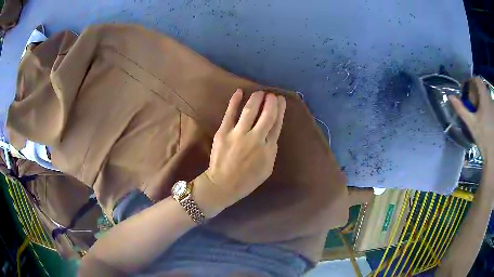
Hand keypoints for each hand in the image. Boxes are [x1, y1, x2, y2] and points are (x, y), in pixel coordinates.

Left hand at [205, 89, 285, 209]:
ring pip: (250, 110)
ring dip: (256, 98)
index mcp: (268, 149)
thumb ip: (271, 150)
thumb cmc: (247, 180)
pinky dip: (235, 101)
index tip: (281, 100)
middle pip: (267, 115)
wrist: (223, 185)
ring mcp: (239, 134)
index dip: (280, 110)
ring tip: (260, 92)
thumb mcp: (266, 168)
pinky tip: (239, 92)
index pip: (277, 124)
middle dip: (271, 102)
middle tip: (272, 95)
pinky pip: (230, 113)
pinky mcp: (224, 132)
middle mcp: (256, 138)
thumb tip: (271, 134)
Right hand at [450, 77, 493, 160]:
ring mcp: (493, 106)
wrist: (492, 153)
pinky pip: (489, 103)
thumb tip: (450, 97)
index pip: (477, 80)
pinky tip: (484, 118)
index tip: (465, 89)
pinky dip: (485, 106)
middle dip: (475, 92)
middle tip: (471, 103)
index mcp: (484, 97)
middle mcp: (490, 98)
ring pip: (486, 95)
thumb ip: (461, 109)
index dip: (470, 81)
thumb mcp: (471, 124)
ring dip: (481, 99)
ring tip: (478, 112)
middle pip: (481, 87)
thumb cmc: (483, 138)